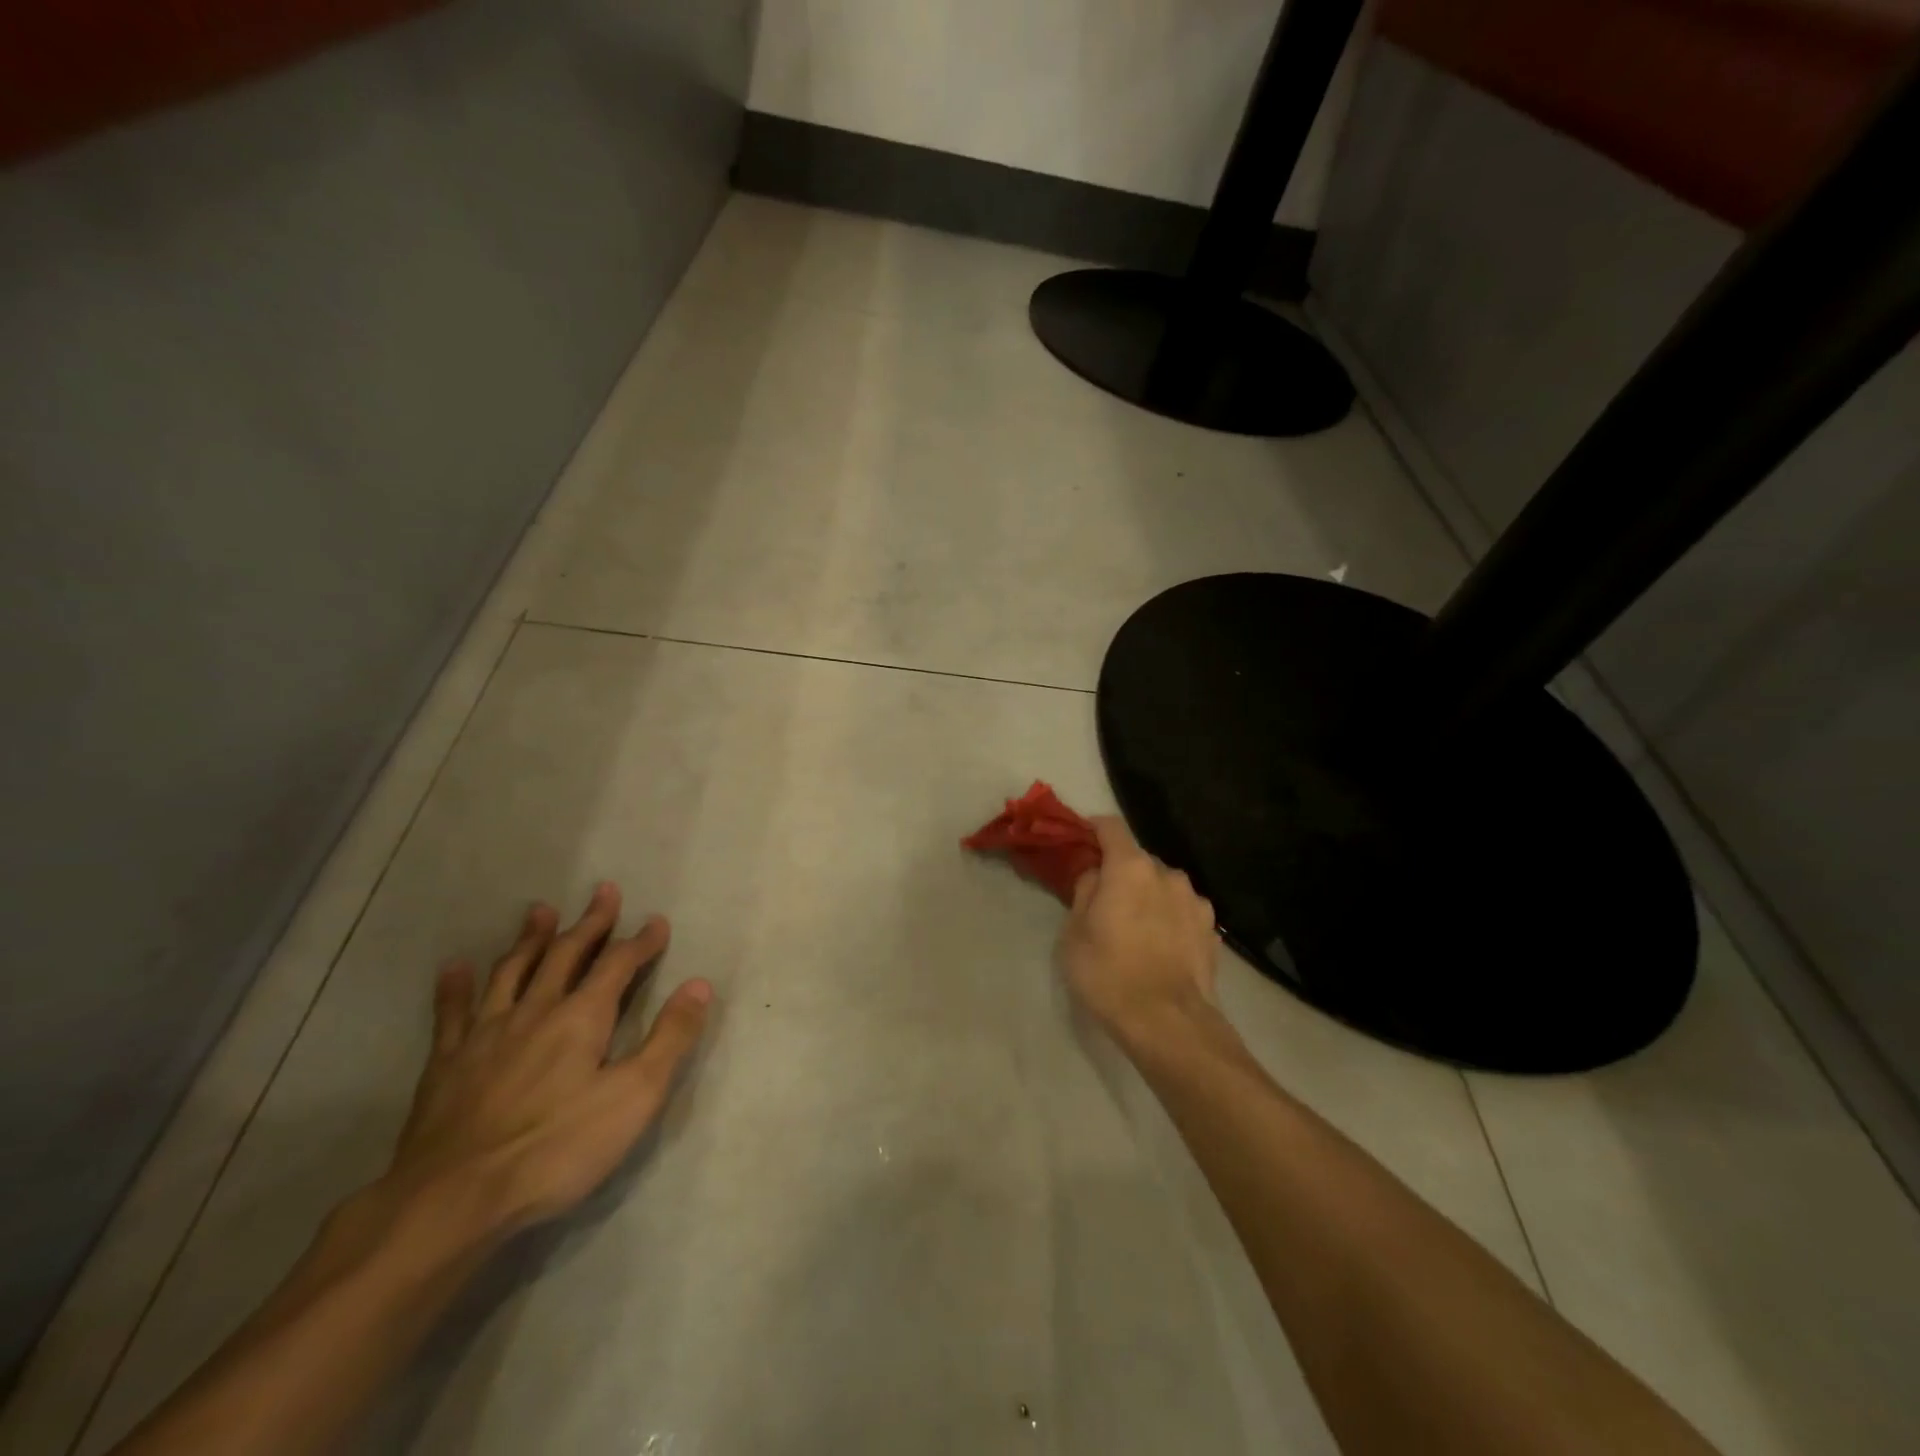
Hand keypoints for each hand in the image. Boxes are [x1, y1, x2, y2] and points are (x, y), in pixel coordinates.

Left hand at [375, 884, 713, 1246]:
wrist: (453, 1202)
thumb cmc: (557, 1149)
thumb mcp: (634, 1097)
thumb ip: (670, 1038)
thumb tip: (700, 984)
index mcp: (582, 1017)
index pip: (618, 965)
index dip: (641, 941)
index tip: (657, 921)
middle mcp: (535, 1011)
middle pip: (566, 955)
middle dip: (590, 923)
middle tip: (604, 891)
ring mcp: (485, 1035)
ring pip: (512, 972)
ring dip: (531, 939)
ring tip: (540, 911)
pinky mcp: (445, 1065)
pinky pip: (452, 1013)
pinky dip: (456, 987)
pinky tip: (456, 968)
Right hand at [1057, 818, 1219, 1052]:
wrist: (1168, 1024)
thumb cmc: (1109, 974)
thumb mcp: (1074, 934)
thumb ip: (1084, 893)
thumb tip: (1096, 876)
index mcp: (1130, 868)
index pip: (1111, 827)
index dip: (1093, 828)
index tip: (1081, 839)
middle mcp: (1168, 874)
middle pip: (1138, 859)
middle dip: (1120, 871)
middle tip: (1103, 898)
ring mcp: (1195, 901)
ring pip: (1163, 886)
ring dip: (1148, 895)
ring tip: (1135, 927)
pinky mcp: (1212, 929)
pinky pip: (1182, 911)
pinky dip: (1169, 917)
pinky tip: (1160, 946)